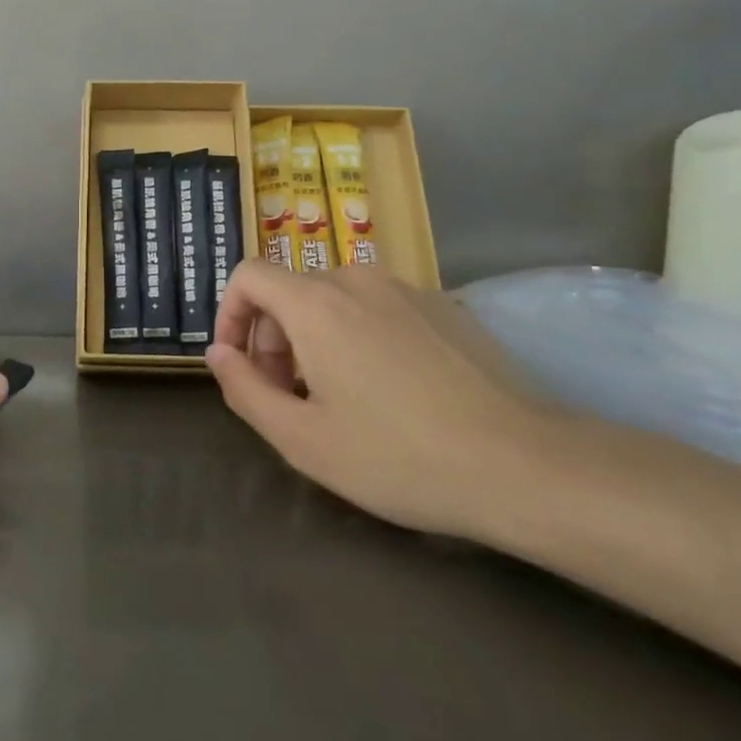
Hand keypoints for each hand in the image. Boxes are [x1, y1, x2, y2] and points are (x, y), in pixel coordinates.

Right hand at [205, 260, 557, 537]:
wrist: (523, 465)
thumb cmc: (398, 456)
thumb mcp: (302, 439)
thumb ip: (244, 389)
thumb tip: (218, 353)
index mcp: (315, 303)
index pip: (248, 275)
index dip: (229, 314)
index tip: (238, 364)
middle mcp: (356, 279)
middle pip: (290, 291)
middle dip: (272, 339)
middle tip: (287, 398)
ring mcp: (405, 288)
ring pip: (335, 300)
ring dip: (315, 339)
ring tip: (337, 399)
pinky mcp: (444, 305)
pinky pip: (379, 308)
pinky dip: (360, 336)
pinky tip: (391, 391)